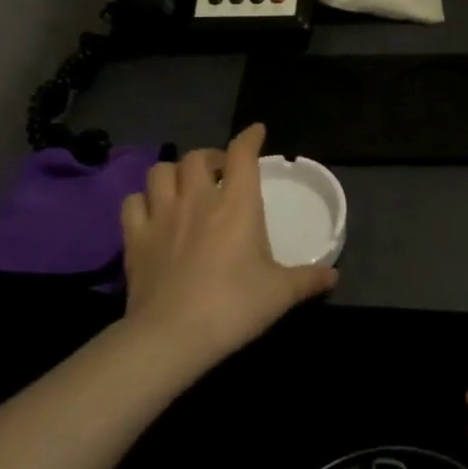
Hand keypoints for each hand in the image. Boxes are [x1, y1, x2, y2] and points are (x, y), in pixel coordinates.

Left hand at [121, 124, 336, 362]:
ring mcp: (162, 215)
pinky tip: (152, 213)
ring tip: (184, 187)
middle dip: (210, 157)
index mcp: (237, 203)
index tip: (256, 133)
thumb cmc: (234, 305)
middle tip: (221, 172)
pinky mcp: (135, 237)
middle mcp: (198, 198)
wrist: (172, 335)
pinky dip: (143, 201)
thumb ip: (308, 280)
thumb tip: (334, 276)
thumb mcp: (280, 294)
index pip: (242, 153)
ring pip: (161, 171)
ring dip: (174, 173)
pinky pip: (133, 202)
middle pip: (197, 156)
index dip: (249, 137)